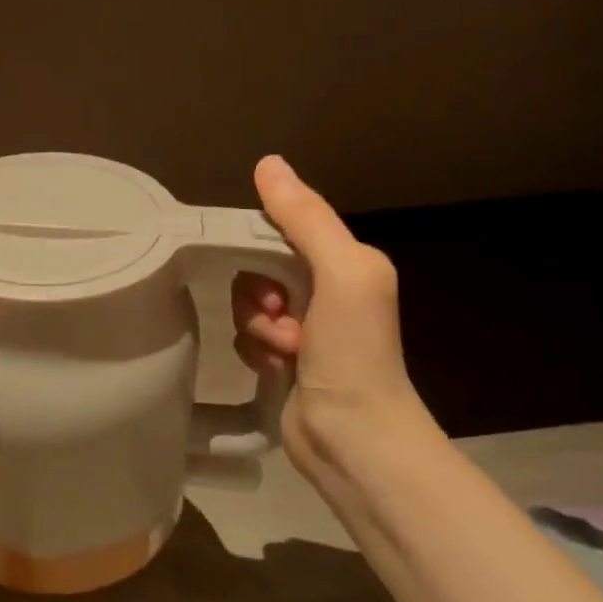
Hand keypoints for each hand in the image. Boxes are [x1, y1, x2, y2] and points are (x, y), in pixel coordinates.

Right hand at [231, 155, 433, 482]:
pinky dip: (256, 351)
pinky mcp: (287, 361)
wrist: (354, 439)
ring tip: (286, 352)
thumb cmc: (354, 352)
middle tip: (282, 317)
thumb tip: (267, 162)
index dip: (262, 249)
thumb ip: (305, 218)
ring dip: (258, 327)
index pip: (282, 229)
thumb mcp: (341, 273)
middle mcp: (328, 290)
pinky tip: (278, 369)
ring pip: (249, 304)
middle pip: (259, 268)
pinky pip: (248, 336)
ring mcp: (307, 329)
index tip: (269, 279)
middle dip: (261, 295)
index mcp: (347, 263)